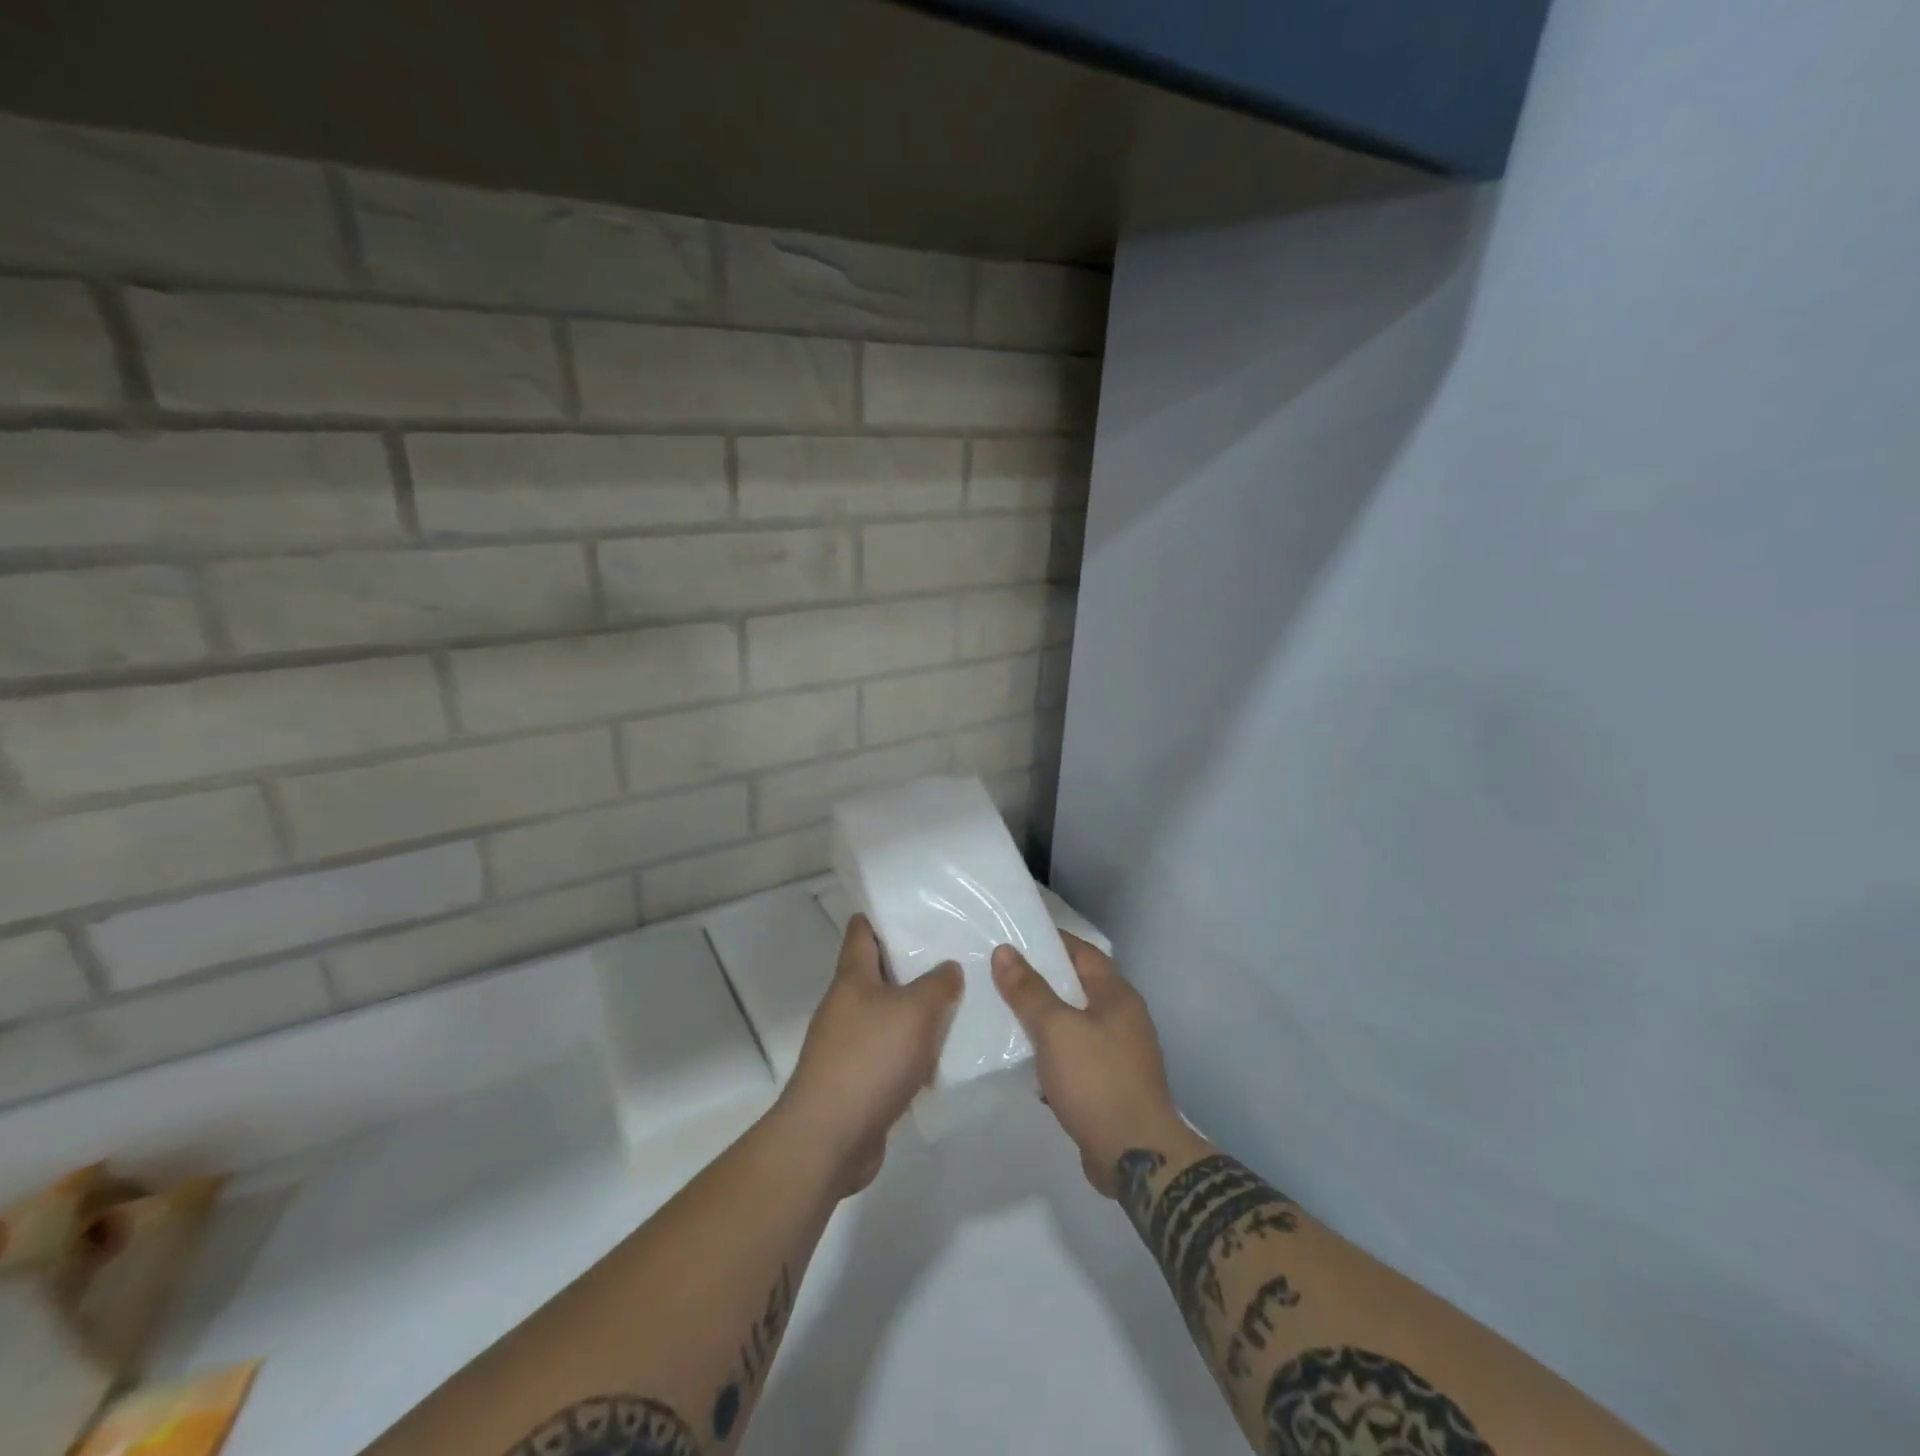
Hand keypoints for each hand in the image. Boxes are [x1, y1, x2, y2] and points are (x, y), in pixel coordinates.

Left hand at [776, 914, 961, 1195]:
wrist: (829, 1138)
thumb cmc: (870, 1059)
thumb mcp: (915, 1011)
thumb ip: (938, 984)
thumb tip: (948, 968)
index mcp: (852, 978)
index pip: (861, 931)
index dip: (882, 916)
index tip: (914, 909)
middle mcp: (845, 1006)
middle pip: (878, 973)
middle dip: (911, 964)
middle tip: (952, 955)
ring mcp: (848, 1045)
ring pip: (887, 1015)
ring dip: (915, 1011)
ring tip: (956, 1003)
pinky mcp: (857, 1080)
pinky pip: (890, 1053)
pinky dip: (912, 1051)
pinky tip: (941, 1055)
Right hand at [992, 935, 1186, 1196]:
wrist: (1136, 1156)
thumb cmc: (1097, 1079)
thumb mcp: (1056, 1028)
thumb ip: (1029, 989)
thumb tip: (1004, 950)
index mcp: (1117, 995)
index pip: (1082, 951)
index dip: (1050, 942)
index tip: (1014, 938)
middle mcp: (1123, 1018)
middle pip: (1078, 986)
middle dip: (1042, 980)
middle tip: (1000, 975)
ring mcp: (1120, 1053)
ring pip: (1075, 1023)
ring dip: (1045, 1019)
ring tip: (1005, 1014)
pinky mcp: (1111, 1084)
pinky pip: (1076, 1056)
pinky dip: (1053, 1053)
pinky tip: (1027, 1061)